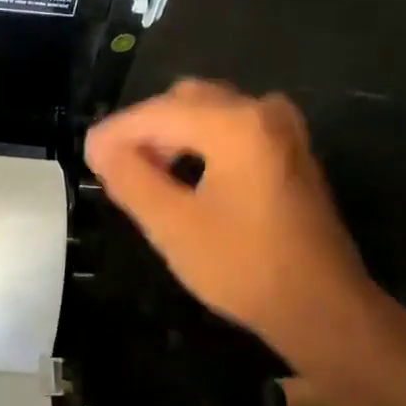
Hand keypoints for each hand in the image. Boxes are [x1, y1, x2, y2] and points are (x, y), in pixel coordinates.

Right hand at [84, 80, 383, 373]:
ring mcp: (283, 129)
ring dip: (171, 136)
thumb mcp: (172, 226)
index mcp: (236, 125)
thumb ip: (130, 178)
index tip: (86, 156)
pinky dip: (199, 144)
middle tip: (114, 169)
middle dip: (144, 130)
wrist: (319, 305)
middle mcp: (263, 112)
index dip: (116, 132)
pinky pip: (232, 129)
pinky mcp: (290, 151)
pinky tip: (182, 177)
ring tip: (143, 175)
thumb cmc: (241, 267)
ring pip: (209, 113)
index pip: (158, 112)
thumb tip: (100, 147)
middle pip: (185, 101)